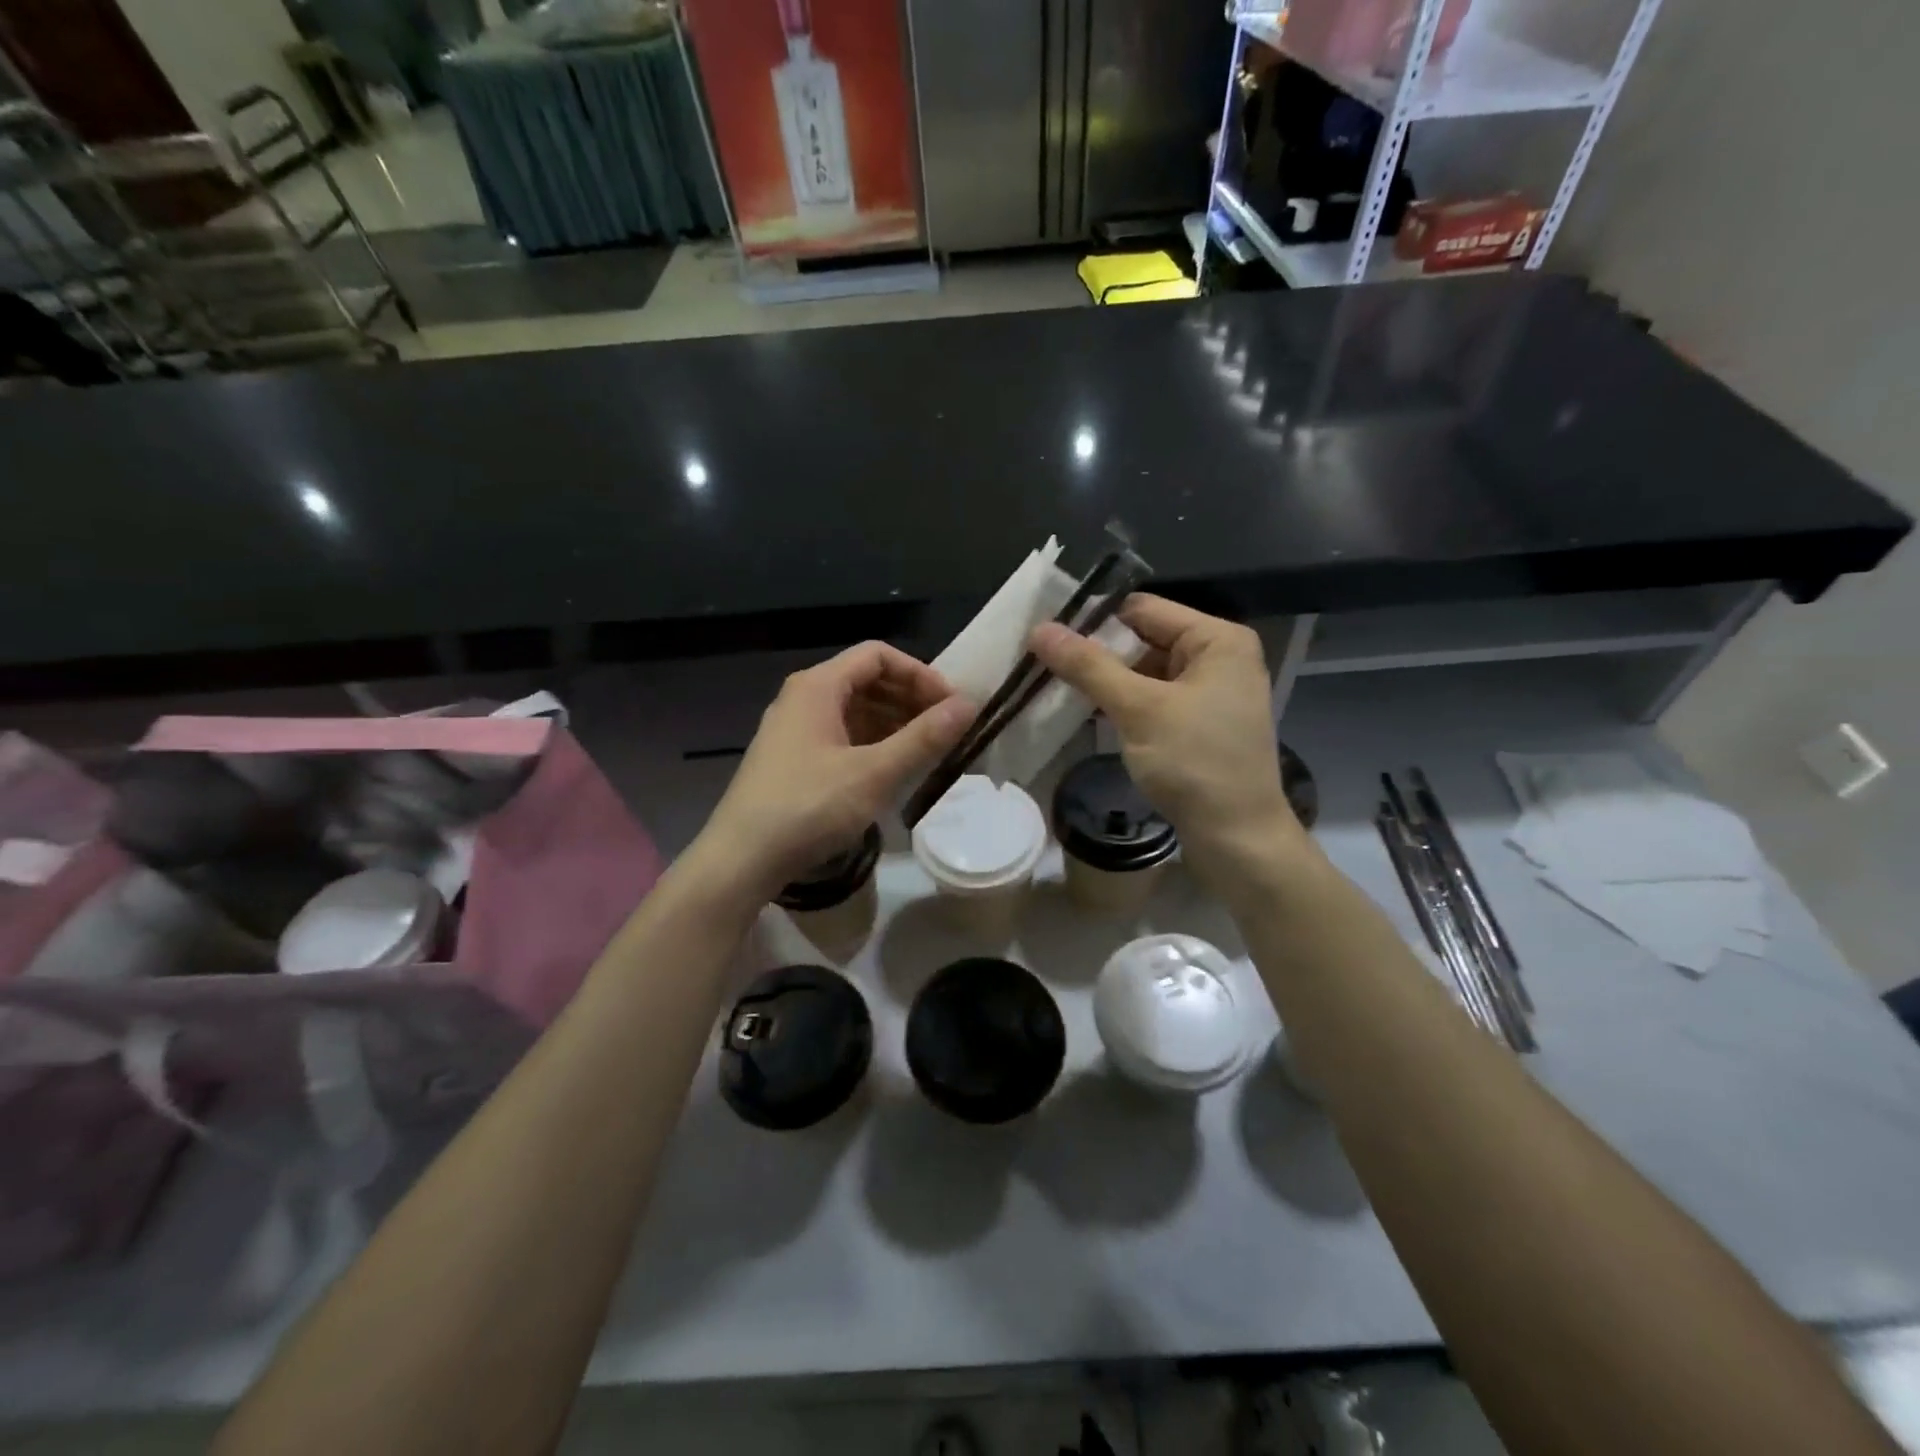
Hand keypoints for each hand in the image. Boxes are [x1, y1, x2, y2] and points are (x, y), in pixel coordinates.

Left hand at [695, 642, 971, 899]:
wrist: (741, 860)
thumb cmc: (808, 807)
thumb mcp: (874, 773)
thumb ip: (923, 738)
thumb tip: (968, 705)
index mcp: (817, 686)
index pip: (878, 656)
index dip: (920, 673)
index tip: (950, 704)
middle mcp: (803, 698)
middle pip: (866, 680)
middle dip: (910, 699)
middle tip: (946, 728)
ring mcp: (795, 730)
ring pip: (854, 711)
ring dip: (894, 723)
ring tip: (927, 750)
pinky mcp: (793, 760)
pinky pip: (841, 736)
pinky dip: (872, 744)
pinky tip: (893, 769)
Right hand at [1030, 594, 1305, 893]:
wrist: (1238, 839)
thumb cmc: (1194, 763)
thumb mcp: (1138, 709)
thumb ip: (1088, 666)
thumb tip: (1039, 629)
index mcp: (1217, 639)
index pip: (1143, 609)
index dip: (1095, 620)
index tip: (1047, 638)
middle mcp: (1219, 657)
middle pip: (1145, 639)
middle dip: (1099, 654)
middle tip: (1045, 666)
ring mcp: (1211, 693)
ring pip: (1147, 672)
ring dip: (1108, 682)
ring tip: (1058, 689)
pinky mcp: (1201, 724)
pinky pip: (1155, 700)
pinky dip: (1125, 705)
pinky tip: (1090, 714)